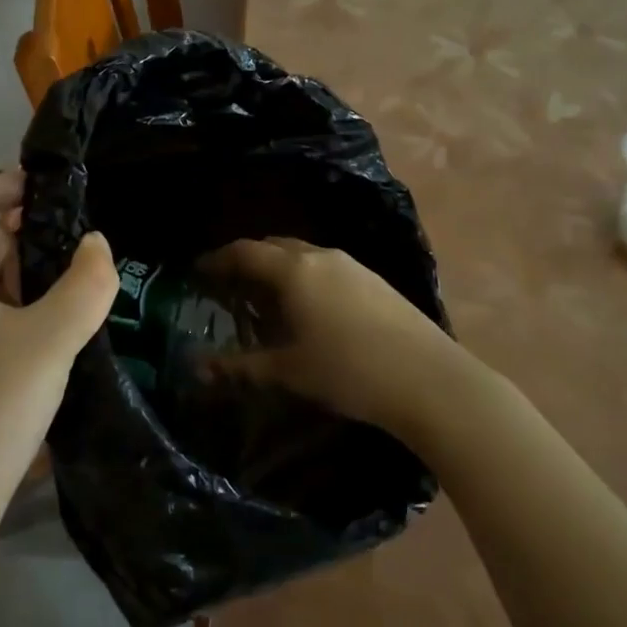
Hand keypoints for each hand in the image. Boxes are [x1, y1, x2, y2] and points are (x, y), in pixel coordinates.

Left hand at [0, 170, 116, 539]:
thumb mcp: (50, 339)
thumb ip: (86, 282)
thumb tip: (98, 244)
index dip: (3, 187)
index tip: (51, 186)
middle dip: (16, 232)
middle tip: (71, 236)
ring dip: (14, 268)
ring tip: (65, 275)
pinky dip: (2, 300)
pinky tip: (41, 314)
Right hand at [197, 237, 464, 438]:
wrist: (429, 379)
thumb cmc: (349, 372)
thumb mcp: (289, 371)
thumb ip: (240, 366)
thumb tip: (198, 367)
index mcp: (294, 270)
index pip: (245, 252)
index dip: (218, 259)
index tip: (198, 271)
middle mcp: (320, 256)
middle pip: (273, 246)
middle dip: (248, 260)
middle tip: (229, 285)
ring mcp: (352, 265)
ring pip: (302, 255)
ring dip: (278, 268)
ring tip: (266, 298)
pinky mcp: (374, 279)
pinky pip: (326, 266)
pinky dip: (305, 277)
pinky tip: (309, 308)